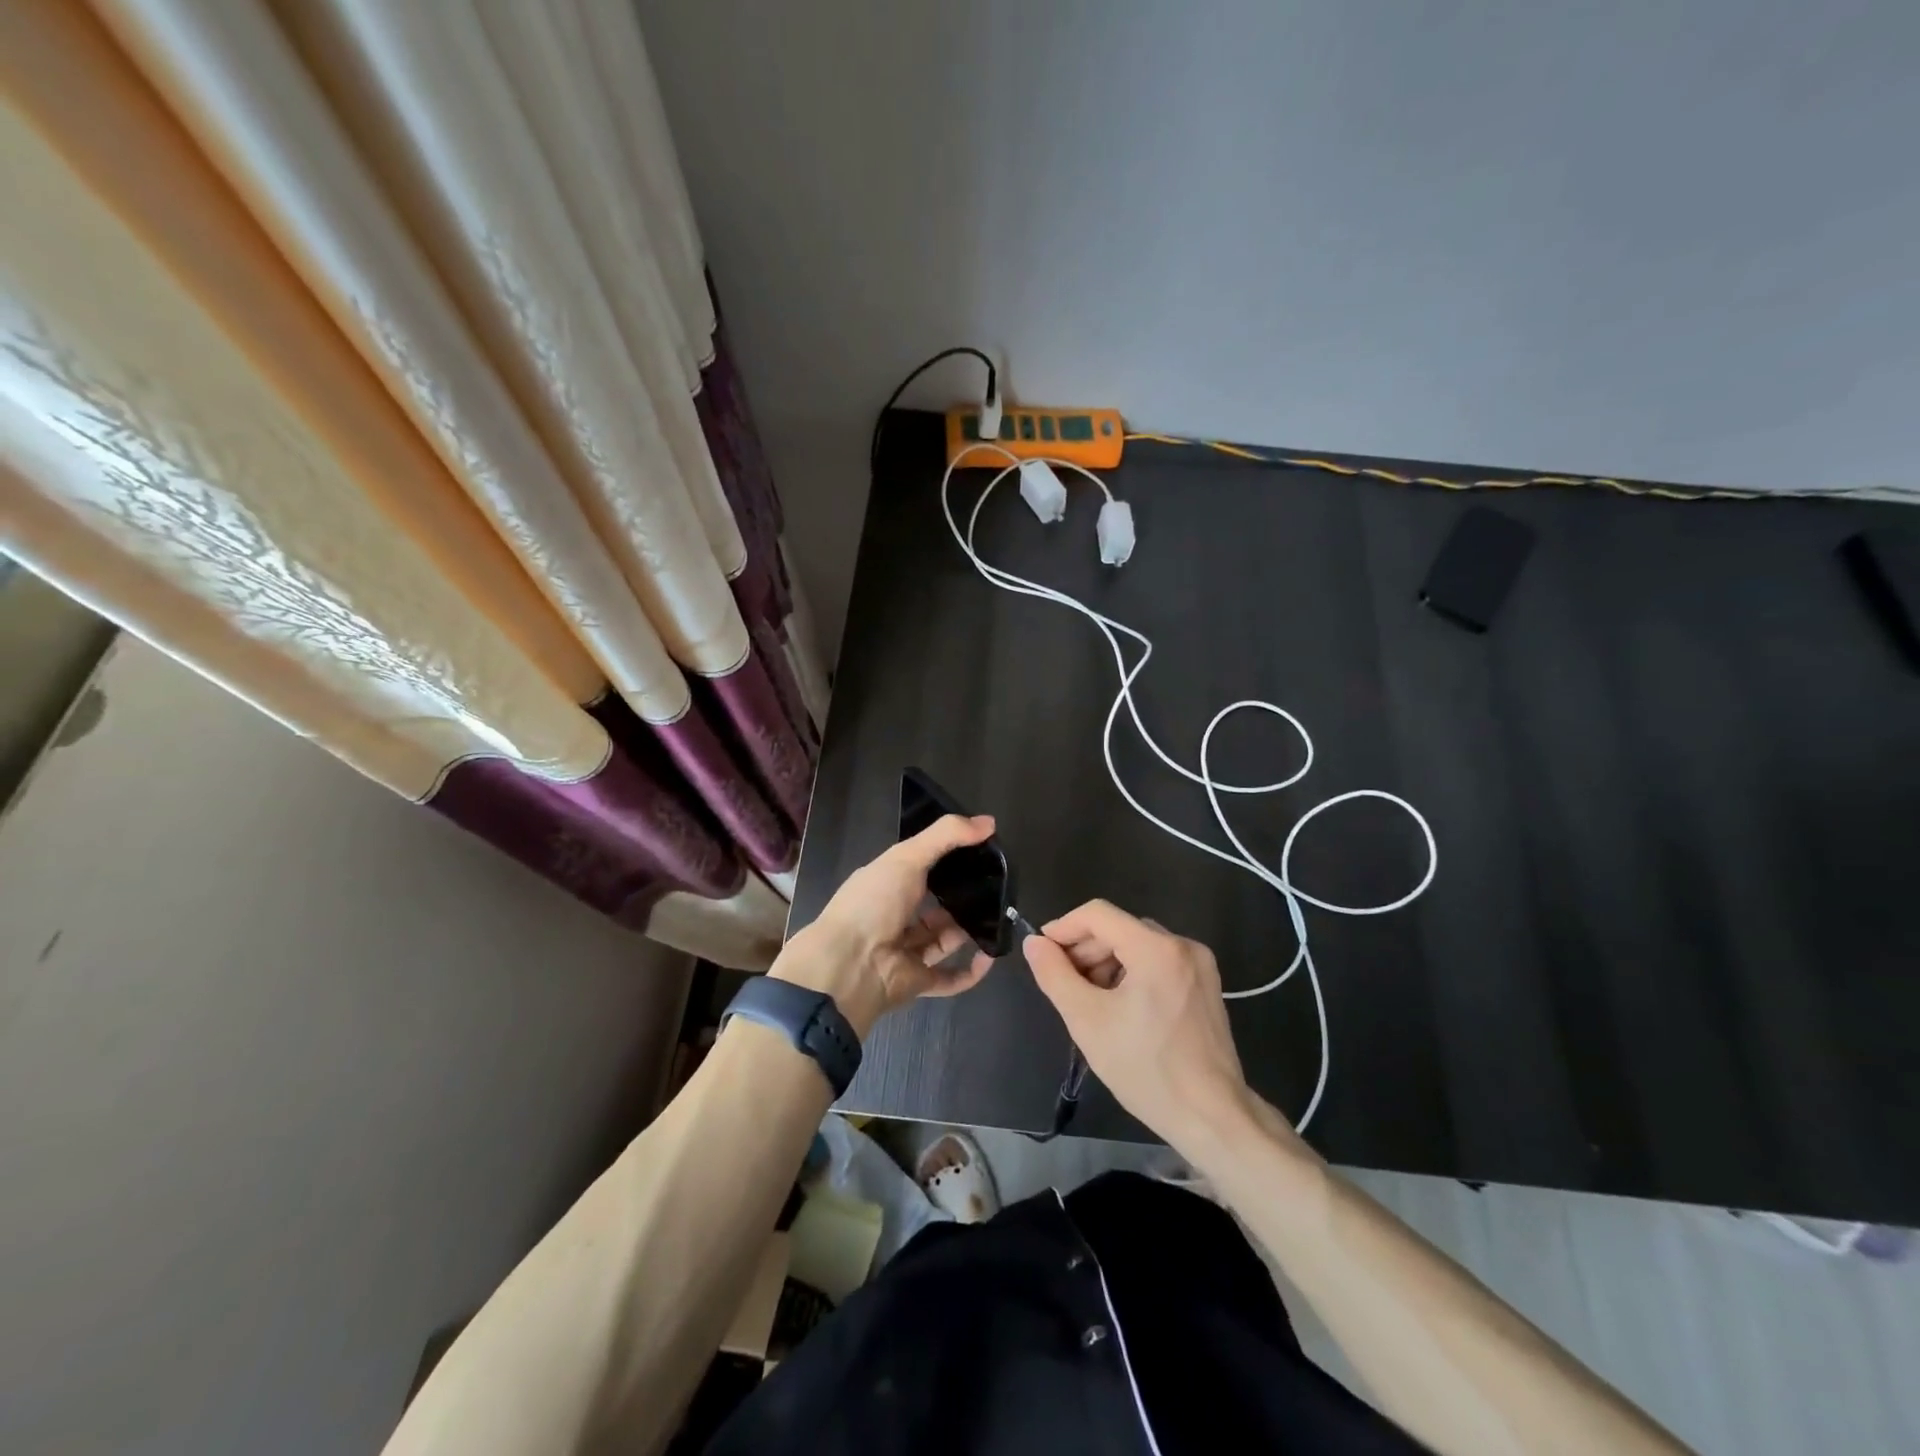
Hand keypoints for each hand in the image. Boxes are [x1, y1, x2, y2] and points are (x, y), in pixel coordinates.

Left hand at [774, 814, 998, 1036]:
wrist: (848, 966)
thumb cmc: (873, 903)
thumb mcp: (906, 857)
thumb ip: (946, 836)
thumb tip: (989, 822)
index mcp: (887, 884)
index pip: (920, 868)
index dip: (948, 859)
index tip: (981, 851)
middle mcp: (895, 916)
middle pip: (935, 906)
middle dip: (962, 898)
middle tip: (996, 887)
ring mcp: (907, 950)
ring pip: (944, 939)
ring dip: (969, 930)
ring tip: (1000, 917)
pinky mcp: (918, 981)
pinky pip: (950, 978)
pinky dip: (971, 971)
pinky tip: (991, 956)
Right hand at [1024, 900, 1256, 1151]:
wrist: (1212, 1117)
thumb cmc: (1146, 1069)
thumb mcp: (1087, 1020)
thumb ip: (1054, 975)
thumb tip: (1034, 943)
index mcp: (1156, 948)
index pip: (1098, 914)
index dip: (1064, 927)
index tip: (1042, 953)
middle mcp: (1182, 946)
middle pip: (1119, 929)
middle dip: (1085, 951)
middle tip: (1064, 984)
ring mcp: (1199, 965)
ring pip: (1138, 945)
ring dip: (1106, 963)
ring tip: (1090, 1001)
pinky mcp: (1206, 985)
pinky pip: (1158, 962)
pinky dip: (1132, 974)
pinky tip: (1119, 1007)